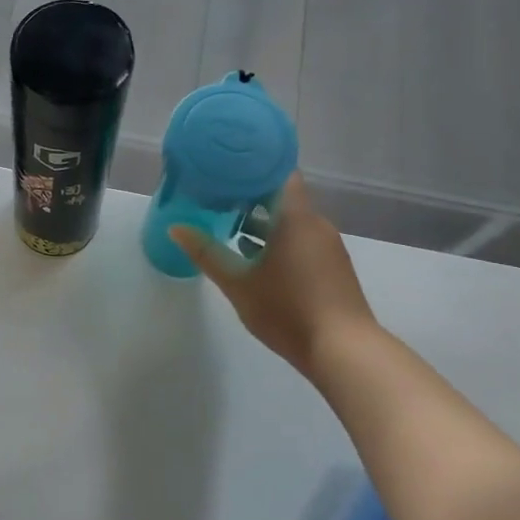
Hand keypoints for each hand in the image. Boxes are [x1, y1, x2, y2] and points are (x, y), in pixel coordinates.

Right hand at [169, 174, 377, 380]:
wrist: (343, 351)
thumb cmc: (287, 309)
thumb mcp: (238, 283)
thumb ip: (206, 253)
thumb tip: (176, 228)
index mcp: (295, 218)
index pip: (280, 174)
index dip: (254, 168)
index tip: (227, 170)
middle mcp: (316, 224)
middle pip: (283, 198)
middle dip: (251, 198)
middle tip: (217, 199)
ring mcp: (328, 247)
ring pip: (293, 222)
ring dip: (265, 223)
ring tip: (230, 229)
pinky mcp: (333, 268)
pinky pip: (303, 240)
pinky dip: (280, 241)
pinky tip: (257, 260)